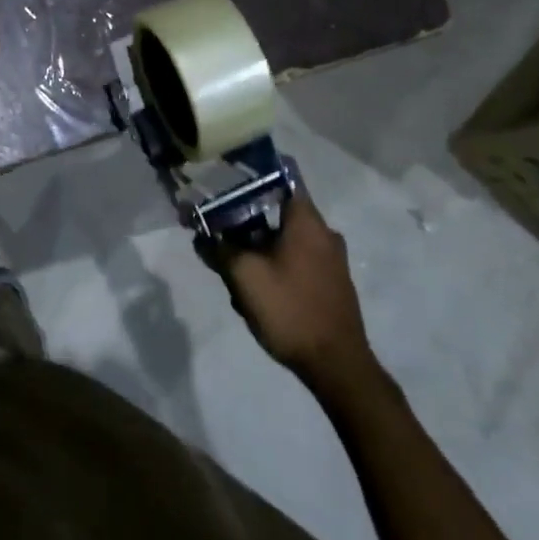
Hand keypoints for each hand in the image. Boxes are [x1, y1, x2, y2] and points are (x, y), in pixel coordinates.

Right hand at [214, 189, 378, 384]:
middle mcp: (324, 232)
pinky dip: (275, 266)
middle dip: (246, 223)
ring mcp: (331, 259)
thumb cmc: (290, 309)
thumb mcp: (243, 275)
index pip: (282, 175)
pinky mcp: (332, 283)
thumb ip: (219, 248)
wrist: (337, 366)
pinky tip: (258, 293)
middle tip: (221, 237)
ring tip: (236, 274)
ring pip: (284, 240)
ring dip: (258, 250)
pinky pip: (297, 261)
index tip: (228, 177)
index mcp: (307, 220)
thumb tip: (201, 232)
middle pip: (277, 211)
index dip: (253, 172)